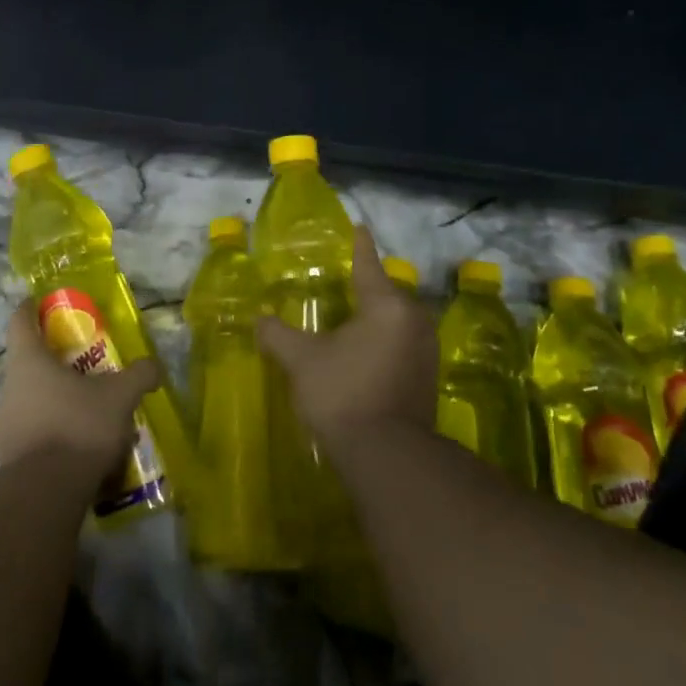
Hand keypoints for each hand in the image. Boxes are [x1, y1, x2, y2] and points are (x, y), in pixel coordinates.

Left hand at [0, 301, 163, 473]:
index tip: (44, 303)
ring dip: (56, 400)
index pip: (20, 321)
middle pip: (28, 363)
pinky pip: (33, 432)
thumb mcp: (119, 396)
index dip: (31, 308)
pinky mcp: (8, 457)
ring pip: (31, 400)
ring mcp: (4, 424)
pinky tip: (80, 445)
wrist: (45, 493)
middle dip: (56, 362)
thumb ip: (139, 375)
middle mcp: (9, 388)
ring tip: (89, 410)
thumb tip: (154, 366)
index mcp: (28, 361)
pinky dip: (53, 431)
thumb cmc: (78, 426)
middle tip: (86, 365)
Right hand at [258, 227, 437, 444]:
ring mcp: (425, 351)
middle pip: (388, 292)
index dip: (360, 246)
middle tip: (346, 278)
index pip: (369, 265)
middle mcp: (412, 321)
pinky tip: (366, 349)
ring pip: (398, 319)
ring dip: (377, 315)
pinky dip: (384, 338)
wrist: (387, 457)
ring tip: (354, 313)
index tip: (359, 228)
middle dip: (369, 284)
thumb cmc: (343, 394)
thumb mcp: (301, 360)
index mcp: (386, 306)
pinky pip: (402, 343)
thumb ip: (278, 335)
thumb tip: (258, 319)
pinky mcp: (427, 378)